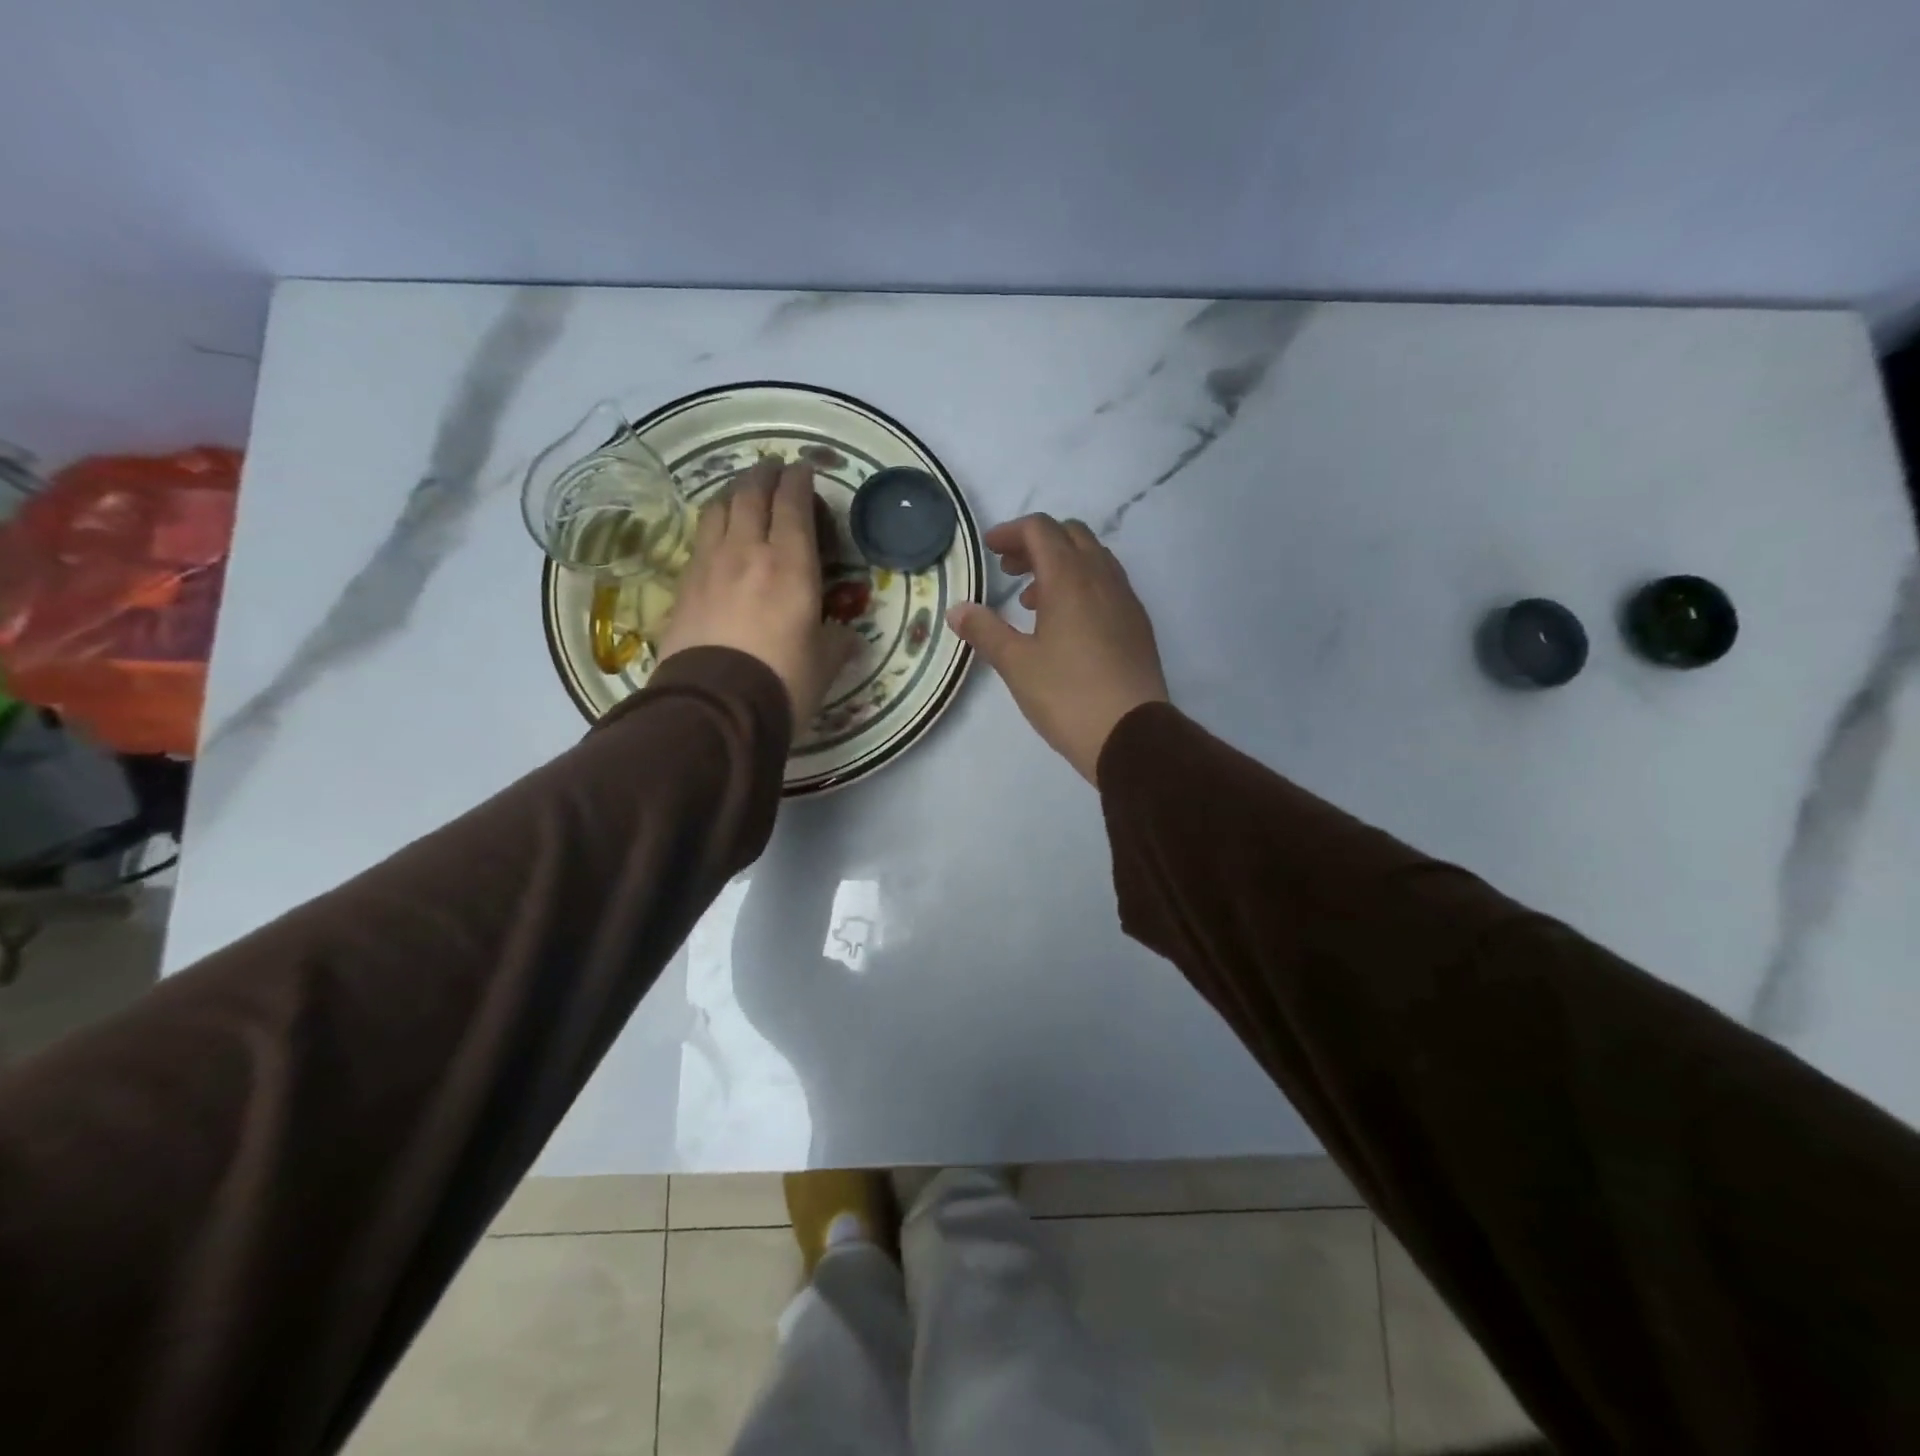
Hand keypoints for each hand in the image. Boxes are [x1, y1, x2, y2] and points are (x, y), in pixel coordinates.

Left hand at [657, 458, 856, 727]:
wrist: (716, 707)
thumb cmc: (782, 681)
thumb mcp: (825, 664)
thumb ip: (838, 642)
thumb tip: (847, 637)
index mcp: (790, 564)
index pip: (793, 505)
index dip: (799, 481)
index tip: (803, 468)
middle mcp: (747, 551)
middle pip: (751, 495)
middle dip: (764, 475)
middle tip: (773, 468)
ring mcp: (709, 565)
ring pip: (717, 510)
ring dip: (732, 492)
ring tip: (741, 491)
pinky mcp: (683, 585)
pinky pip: (699, 540)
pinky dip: (712, 525)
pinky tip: (716, 534)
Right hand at [948, 514, 1168, 783]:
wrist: (1131, 735)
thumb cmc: (1067, 696)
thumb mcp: (1016, 664)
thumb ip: (985, 630)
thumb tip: (957, 610)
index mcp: (1070, 579)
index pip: (1041, 530)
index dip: (1011, 532)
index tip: (989, 549)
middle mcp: (1102, 578)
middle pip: (1070, 535)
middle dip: (1037, 544)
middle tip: (1009, 571)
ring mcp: (1126, 600)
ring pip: (1093, 559)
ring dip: (1061, 565)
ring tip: (1033, 602)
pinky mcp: (1138, 624)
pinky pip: (1108, 584)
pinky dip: (1083, 586)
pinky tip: (1067, 625)